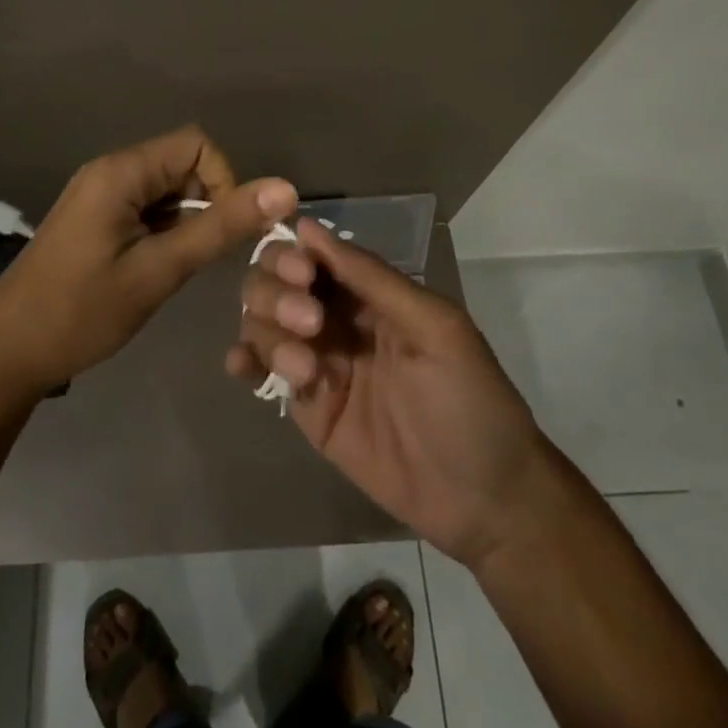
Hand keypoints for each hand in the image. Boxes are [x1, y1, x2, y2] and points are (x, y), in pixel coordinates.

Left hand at [0, 126, 297, 397]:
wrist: (6, 353)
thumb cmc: (82, 312)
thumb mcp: (159, 270)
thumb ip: (221, 227)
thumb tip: (285, 189)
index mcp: (121, 171)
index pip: (197, 144)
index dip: (224, 180)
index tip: (221, 232)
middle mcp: (110, 170)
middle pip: (182, 164)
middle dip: (204, 204)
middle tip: (193, 258)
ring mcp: (99, 193)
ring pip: (166, 189)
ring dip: (184, 221)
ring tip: (170, 269)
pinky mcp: (94, 216)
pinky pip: (145, 207)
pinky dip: (163, 231)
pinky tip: (152, 269)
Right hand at [225, 219, 547, 569]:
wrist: (484, 501)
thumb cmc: (470, 400)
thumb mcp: (434, 327)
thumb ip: (372, 278)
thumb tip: (308, 226)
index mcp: (369, 292)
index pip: (312, 254)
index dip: (295, 255)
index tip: (301, 276)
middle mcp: (336, 318)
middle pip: (276, 282)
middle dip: (278, 293)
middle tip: (310, 323)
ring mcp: (317, 361)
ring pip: (262, 322)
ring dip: (269, 332)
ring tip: (306, 370)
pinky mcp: (306, 406)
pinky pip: (262, 370)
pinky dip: (244, 359)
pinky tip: (242, 366)